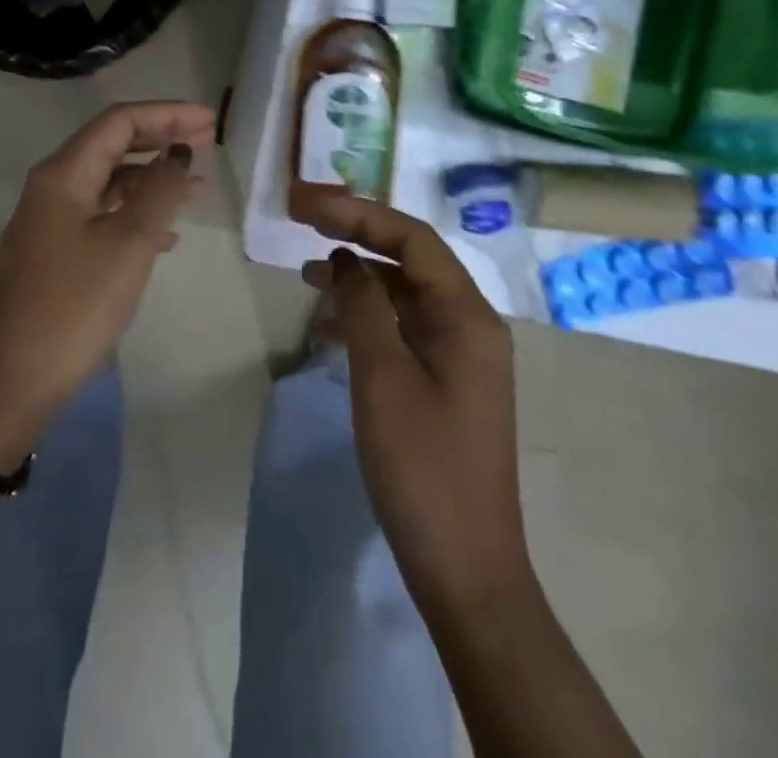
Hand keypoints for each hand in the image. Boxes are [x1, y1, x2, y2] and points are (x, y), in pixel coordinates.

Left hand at [0, 101, 213, 465]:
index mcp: (63, 173)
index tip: (208, 120)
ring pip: (109, 181)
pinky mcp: (54, 250)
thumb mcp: (129, 243)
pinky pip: (102, 213)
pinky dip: (136, 211)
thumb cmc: (75, 304)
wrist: (13, 380)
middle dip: (161, 138)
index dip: (166, 114)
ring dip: (152, 177)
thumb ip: (159, 191)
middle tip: (208, 139)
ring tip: (197, 186)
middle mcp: (52, 186)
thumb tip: (177, 154)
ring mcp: (50, 220)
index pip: (119, 122)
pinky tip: (166, 234)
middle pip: (113, 145)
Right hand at [307, 196, 531, 617]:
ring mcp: (462, 355)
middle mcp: (472, 325)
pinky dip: (369, 317)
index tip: (311, 208)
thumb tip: (347, 260)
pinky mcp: (448, 382)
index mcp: (468, 316)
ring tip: (308, 275)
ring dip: (361, 278)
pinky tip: (330, 326)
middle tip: (305, 227)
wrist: (465, 568)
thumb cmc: (422, 467)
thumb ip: (364, 306)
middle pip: (413, 260)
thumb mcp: (383, 377)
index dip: (361, 215)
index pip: (413, 239)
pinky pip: (405, 329)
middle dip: (359, 238)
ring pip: (406, 295)